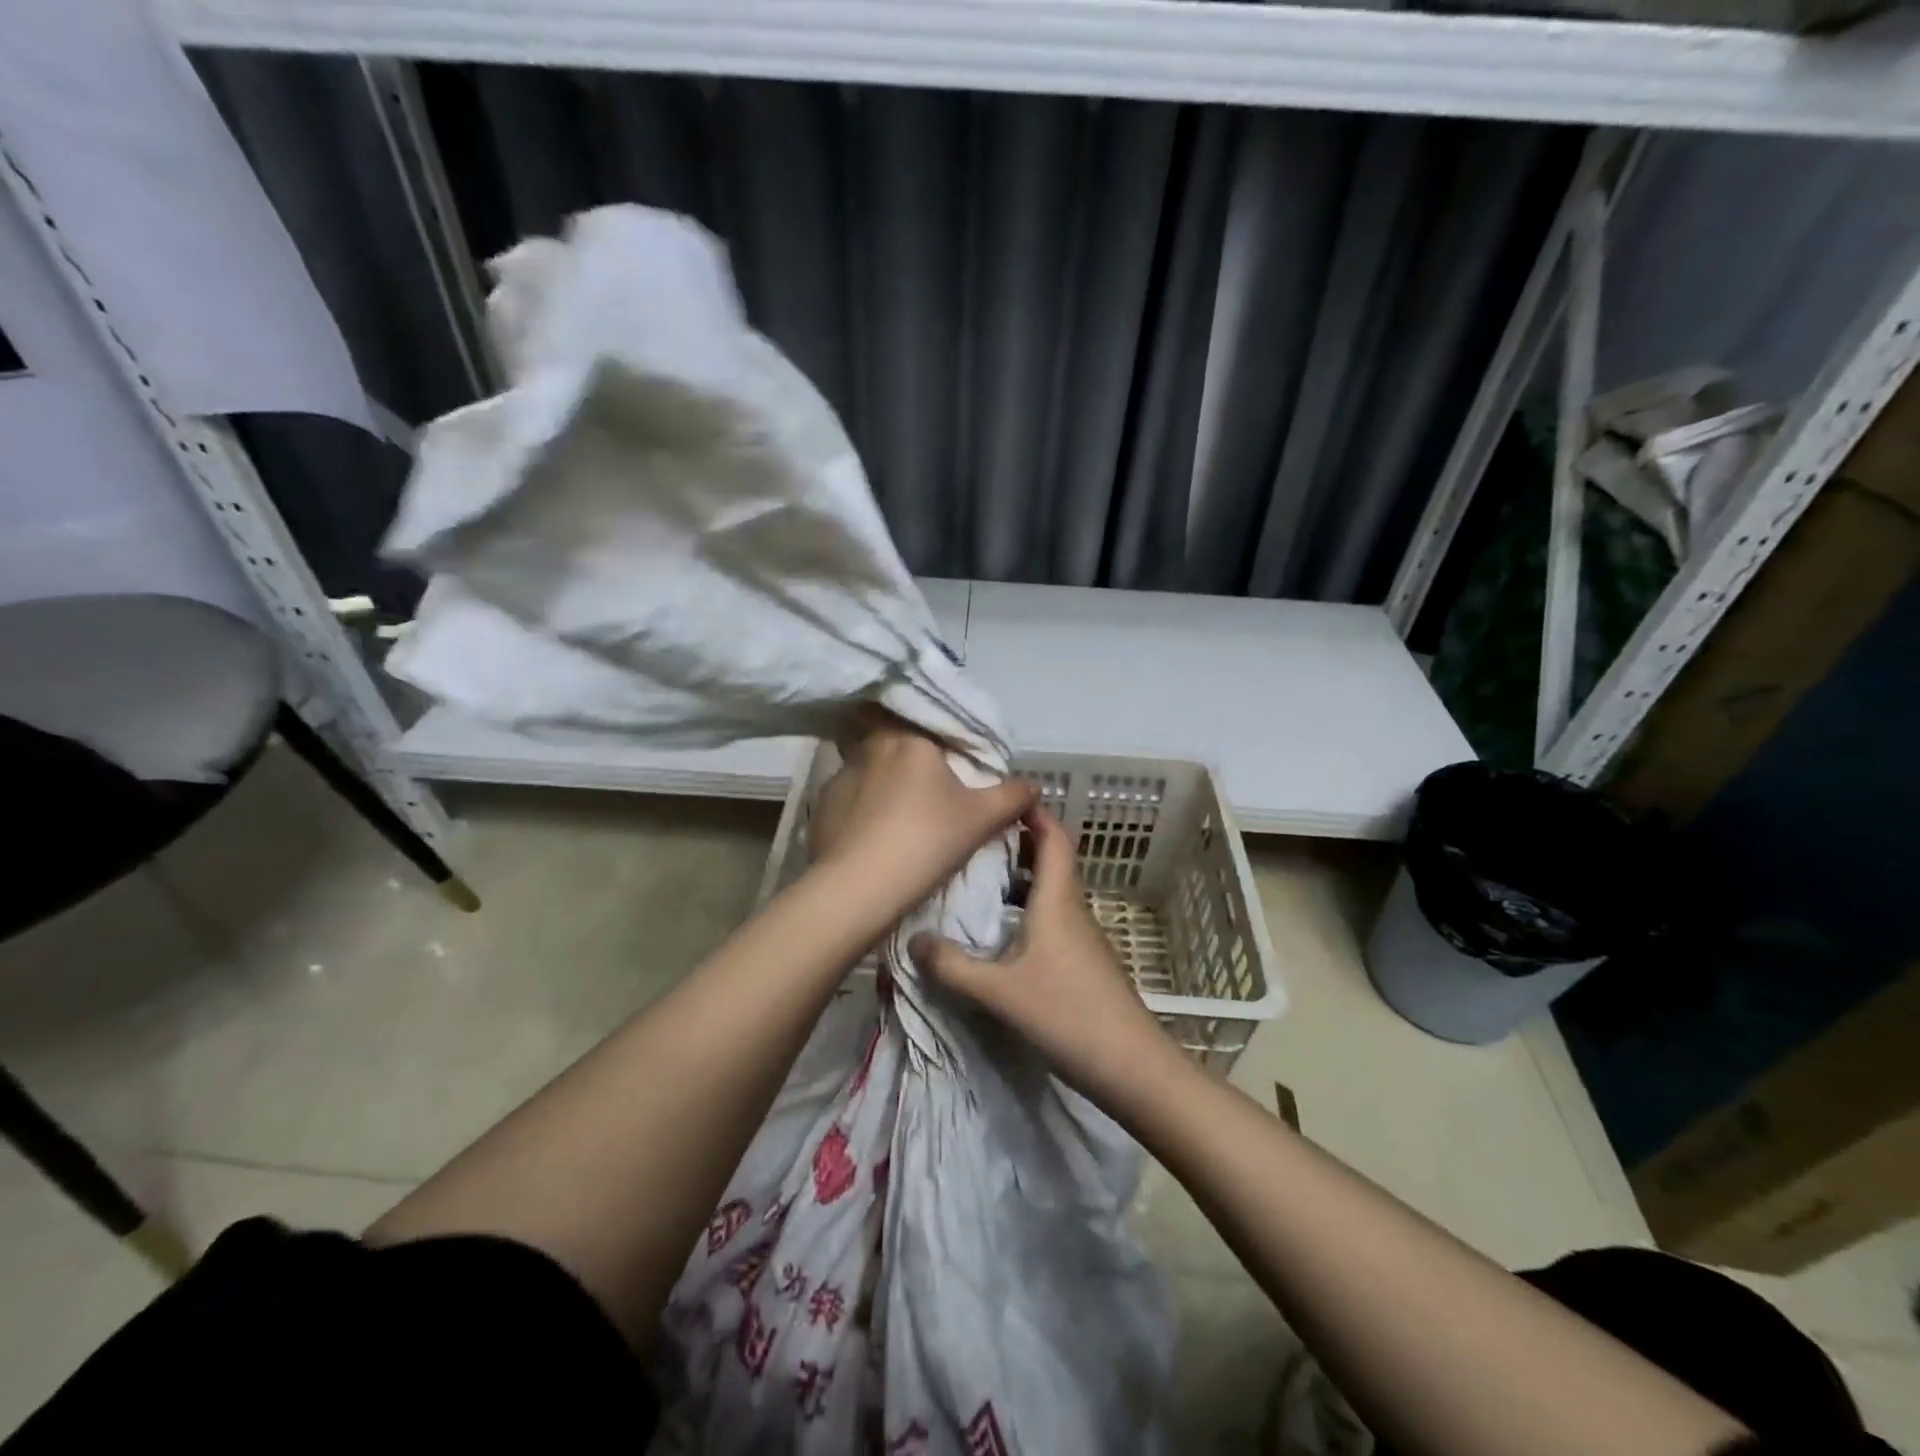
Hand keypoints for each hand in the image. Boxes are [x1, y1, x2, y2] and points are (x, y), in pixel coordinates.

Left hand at [808, 713, 1036, 926]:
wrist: (860, 888)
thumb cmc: (927, 841)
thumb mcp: (981, 819)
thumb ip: (1012, 796)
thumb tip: (1035, 784)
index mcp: (910, 739)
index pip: (931, 727)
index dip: (946, 746)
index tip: (955, 768)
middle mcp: (872, 747)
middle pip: (898, 744)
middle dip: (912, 762)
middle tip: (930, 790)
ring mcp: (841, 775)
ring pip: (870, 769)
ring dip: (884, 784)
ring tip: (900, 815)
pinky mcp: (821, 805)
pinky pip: (850, 798)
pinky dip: (862, 809)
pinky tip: (873, 834)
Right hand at [910, 804, 1175, 1105]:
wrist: (1131, 1065)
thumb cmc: (1067, 1014)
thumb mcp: (999, 991)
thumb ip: (953, 966)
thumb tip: (913, 939)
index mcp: (1057, 899)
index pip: (1052, 836)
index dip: (1032, 812)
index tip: (999, 799)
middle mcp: (1071, 908)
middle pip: (1049, 859)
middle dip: (1016, 842)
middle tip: (972, 840)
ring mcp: (1080, 936)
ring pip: (1049, 890)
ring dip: (1019, 879)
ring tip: (977, 882)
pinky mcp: (1082, 961)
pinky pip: (1051, 917)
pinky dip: (1026, 909)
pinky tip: (999, 934)